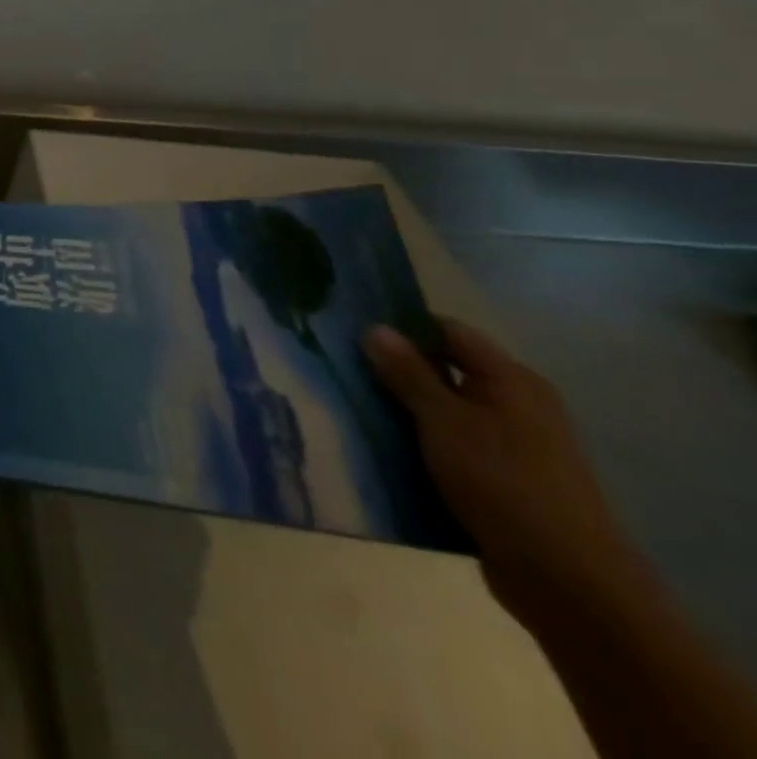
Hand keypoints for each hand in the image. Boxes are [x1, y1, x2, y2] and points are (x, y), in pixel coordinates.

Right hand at [364, 318, 637, 625]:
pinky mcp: (499, 480)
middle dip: (394, 369)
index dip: (403, 324)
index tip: (352, 327)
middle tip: (339, 365)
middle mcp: (516, 405)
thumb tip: (374, 327)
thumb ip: (407, 372)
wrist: (568, 583)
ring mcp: (510, 446)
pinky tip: (378, 446)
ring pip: (441, 411)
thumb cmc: (504, 483)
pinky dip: (416, 443)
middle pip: (443, 370)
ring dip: (401, 408)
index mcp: (512, 381)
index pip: (449, 331)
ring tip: (348, 403)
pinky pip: (448, 447)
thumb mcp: (444, 420)